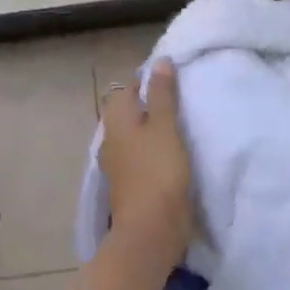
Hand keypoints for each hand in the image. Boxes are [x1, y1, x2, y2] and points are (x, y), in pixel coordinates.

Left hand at [100, 60, 191, 256]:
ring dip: (150, 129)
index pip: (126, 89)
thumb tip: (160, 62)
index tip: (171, 78)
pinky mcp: (129, 184)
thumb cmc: (158, 171)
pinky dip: (152, 150)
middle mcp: (111, 139)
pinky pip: (139, 156)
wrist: (151, 228)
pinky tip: (169, 153)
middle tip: (179, 100)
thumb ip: (162, 95)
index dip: (146, 80)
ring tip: (178, 125)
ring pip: (133, 136)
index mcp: (116, 121)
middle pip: (127, 113)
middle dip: (148, 104)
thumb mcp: (165, 127)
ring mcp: (118, 164)